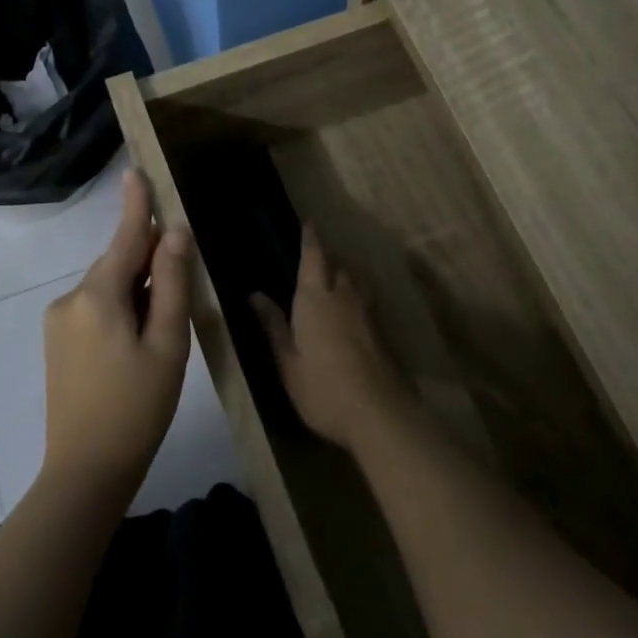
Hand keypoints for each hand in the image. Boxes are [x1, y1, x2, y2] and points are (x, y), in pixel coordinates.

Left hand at [41, 169, 192, 490]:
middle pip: (118, 262)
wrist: (86, 470)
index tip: (136, 170)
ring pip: (108, 286)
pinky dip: (120, 308)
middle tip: (182, 290)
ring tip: (161, 331)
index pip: (124, 236)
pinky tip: (136, 343)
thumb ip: (170, 284)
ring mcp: (59, 320)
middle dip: (148, 262)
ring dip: (136, 291)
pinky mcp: (57, 341)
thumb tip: (173, 233)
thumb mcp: (167, 344)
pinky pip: (95, 307)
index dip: (136, 204)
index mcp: (98, 295)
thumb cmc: (137, 407)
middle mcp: (71, 298)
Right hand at [251, 227, 410, 450]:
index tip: (309, 223)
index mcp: (315, 300)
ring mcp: (367, 314)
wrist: (378, 414)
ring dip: (344, 280)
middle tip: (314, 266)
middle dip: (327, 263)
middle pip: (338, 268)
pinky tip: (350, 318)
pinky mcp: (381, 332)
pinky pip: (366, 304)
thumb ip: (274, 326)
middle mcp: (343, 297)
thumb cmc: (323, 389)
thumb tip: (255, 295)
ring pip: (356, 284)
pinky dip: (356, 301)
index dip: (311, 240)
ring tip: (333, 289)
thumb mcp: (288, 362)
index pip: (313, 258)